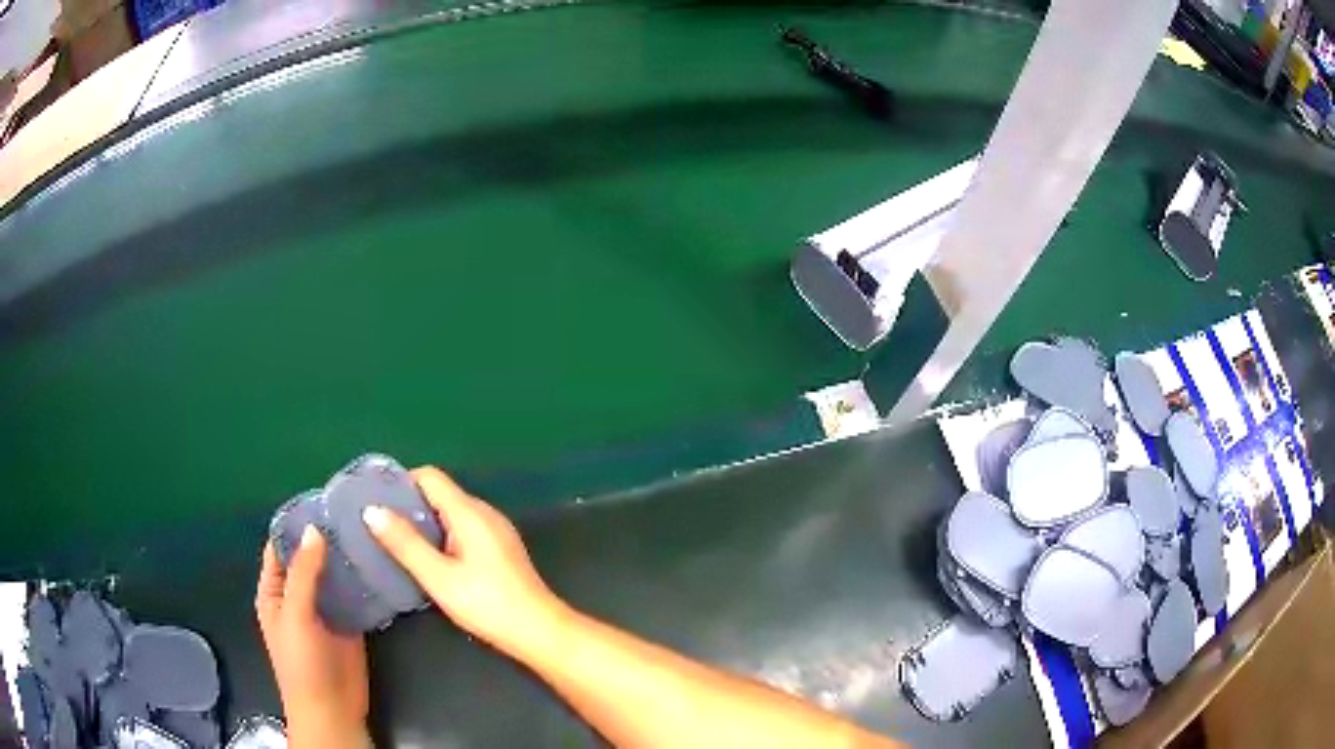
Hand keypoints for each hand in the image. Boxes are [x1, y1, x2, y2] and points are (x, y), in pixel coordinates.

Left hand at [256, 531, 369, 747]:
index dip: (296, 524)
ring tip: (371, 529)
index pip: (281, 547)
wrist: (332, 710)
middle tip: (354, 510)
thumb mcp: (295, 615)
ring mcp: (326, 608)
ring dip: (347, 556)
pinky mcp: (350, 622)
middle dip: (327, 536)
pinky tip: (380, 561)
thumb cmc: (302, 663)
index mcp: (275, 590)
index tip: (322, 499)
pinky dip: (363, 579)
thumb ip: (304, 574)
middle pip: (311, 557)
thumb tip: (314, 529)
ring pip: (334, 574)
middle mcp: (299, 594)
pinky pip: (355, 595)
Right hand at [363, 466, 567, 655]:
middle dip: (409, 506)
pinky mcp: (501, 548)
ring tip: (398, 545)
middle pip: (440, 494)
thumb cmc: (486, 604)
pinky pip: (465, 529)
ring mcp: (496, 530)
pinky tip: (431, 562)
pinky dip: (444, 537)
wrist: (538, 631)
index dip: (400, 483)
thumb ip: (404, 543)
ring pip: (452, 513)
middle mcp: (484, 512)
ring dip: (426, 524)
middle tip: (381, 528)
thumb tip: (371, 510)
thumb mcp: (438, 577)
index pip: (429, 476)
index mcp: (469, 511)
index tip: (376, 503)